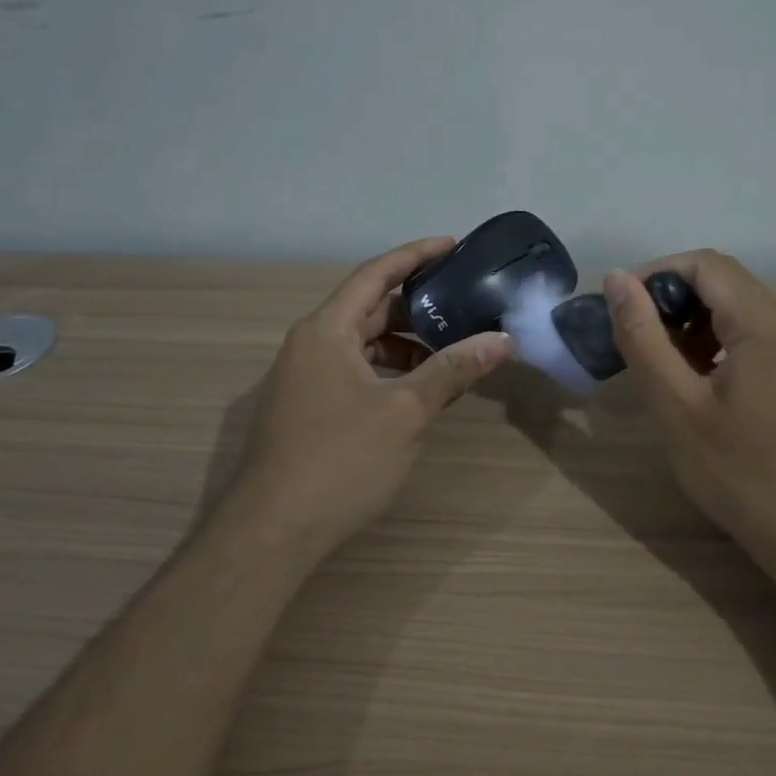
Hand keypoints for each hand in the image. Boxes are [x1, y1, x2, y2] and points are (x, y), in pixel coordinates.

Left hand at [227, 237, 512, 562]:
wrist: (274, 530)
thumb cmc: (341, 459)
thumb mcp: (406, 411)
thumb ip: (452, 370)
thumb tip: (501, 341)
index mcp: (326, 330)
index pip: (375, 275)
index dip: (415, 255)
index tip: (452, 244)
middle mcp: (310, 345)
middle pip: (369, 309)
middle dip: (416, 306)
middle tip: (464, 304)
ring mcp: (304, 378)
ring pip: (362, 344)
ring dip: (404, 344)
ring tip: (450, 353)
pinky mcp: (307, 408)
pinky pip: (354, 371)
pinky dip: (387, 372)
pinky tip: (417, 392)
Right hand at [604, 251, 775, 557]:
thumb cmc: (744, 475)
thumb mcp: (678, 407)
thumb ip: (642, 338)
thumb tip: (616, 280)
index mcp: (767, 321)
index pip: (704, 264)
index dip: (654, 275)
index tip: (618, 310)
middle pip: (724, 284)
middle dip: (671, 304)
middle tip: (633, 344)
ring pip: (740, 312)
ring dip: (693, 327)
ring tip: (661, 370)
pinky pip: (758, 339)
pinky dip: (719, 347)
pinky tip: (699, 387)